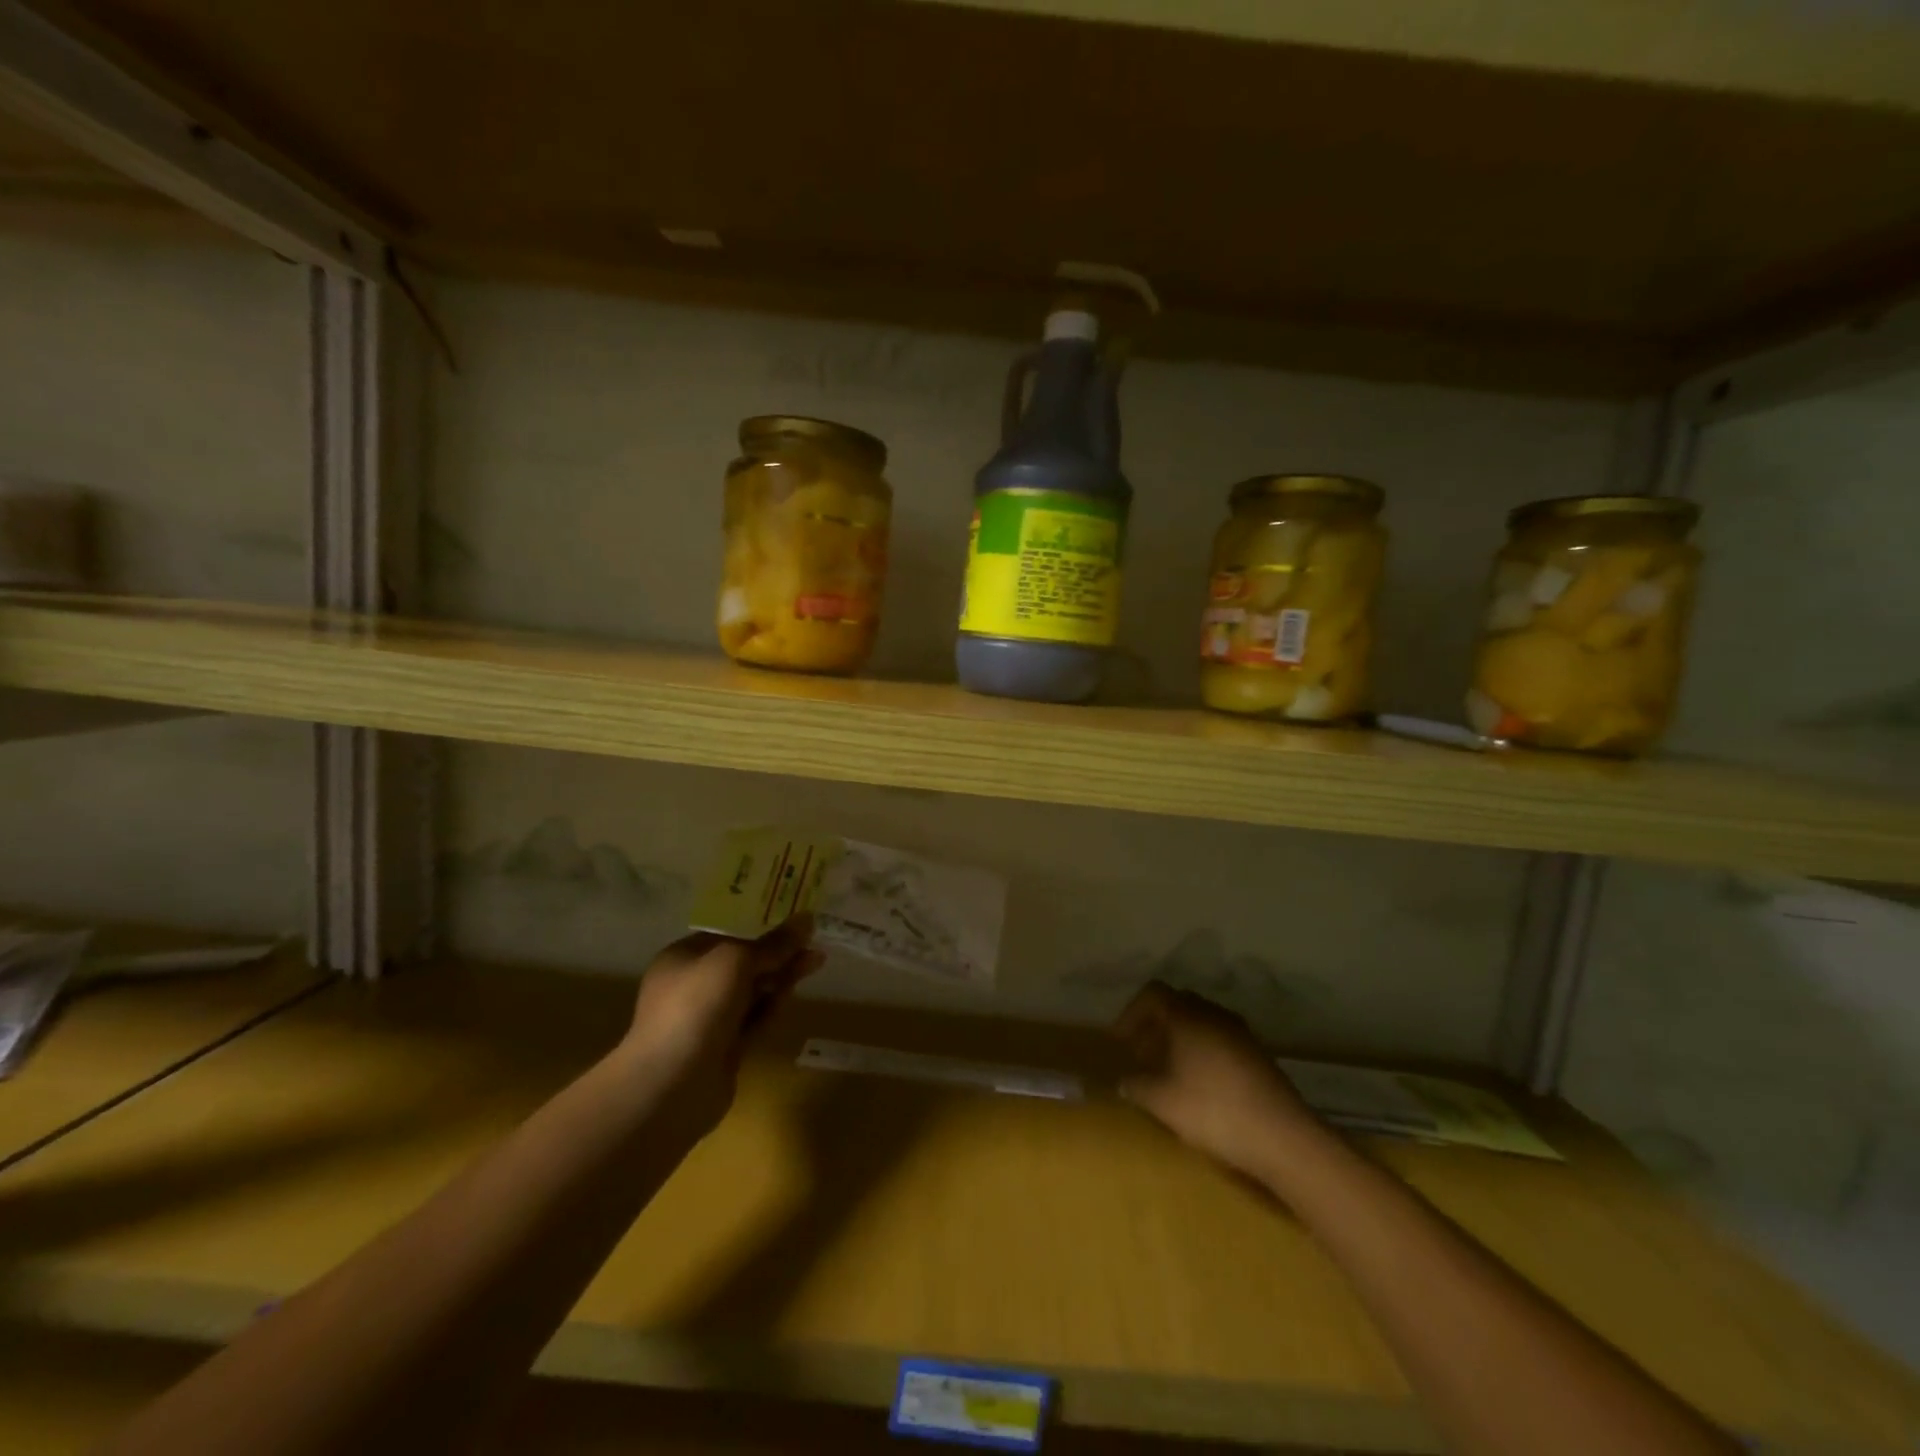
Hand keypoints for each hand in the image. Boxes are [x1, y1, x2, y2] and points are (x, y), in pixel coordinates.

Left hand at [620, 916, 821, 1132]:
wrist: (671, 1086)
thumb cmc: (696, 1007)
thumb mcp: (736, 961)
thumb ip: (773, 943)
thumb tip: (807, 919)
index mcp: (683, 958)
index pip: (727, 935)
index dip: (761, 926)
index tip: (795, 922)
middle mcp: (693, 986)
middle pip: (743, 963)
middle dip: (778, 953)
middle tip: (814, 942)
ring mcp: (708, 1019)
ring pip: (752, 992)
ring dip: (781, 977)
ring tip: (816, 961)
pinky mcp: (724, 1048)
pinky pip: (754, 1020)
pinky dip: (773, 1006)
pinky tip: (794, 994)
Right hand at [1112, 982, 1322, 1180]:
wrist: (1282, 1136)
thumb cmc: (1213, 1110)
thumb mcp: (1162, 1101)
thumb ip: (1136, 1086)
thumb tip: (1123, 1080)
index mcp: (1187, 1016)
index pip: (1153, 993)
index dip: (1132, 1013)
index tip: (1121, 1041)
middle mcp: (1213, 1014)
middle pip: (1177, 1004)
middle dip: (1155, 1025)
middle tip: (1141, 1053)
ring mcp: (1240, 1032)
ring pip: (1200, 1022)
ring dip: (1180, 1039)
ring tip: (1168, 1070)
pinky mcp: (1257, 1054)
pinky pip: (1219, 1039)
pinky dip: (1202, 1051)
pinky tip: (1199, 1083)